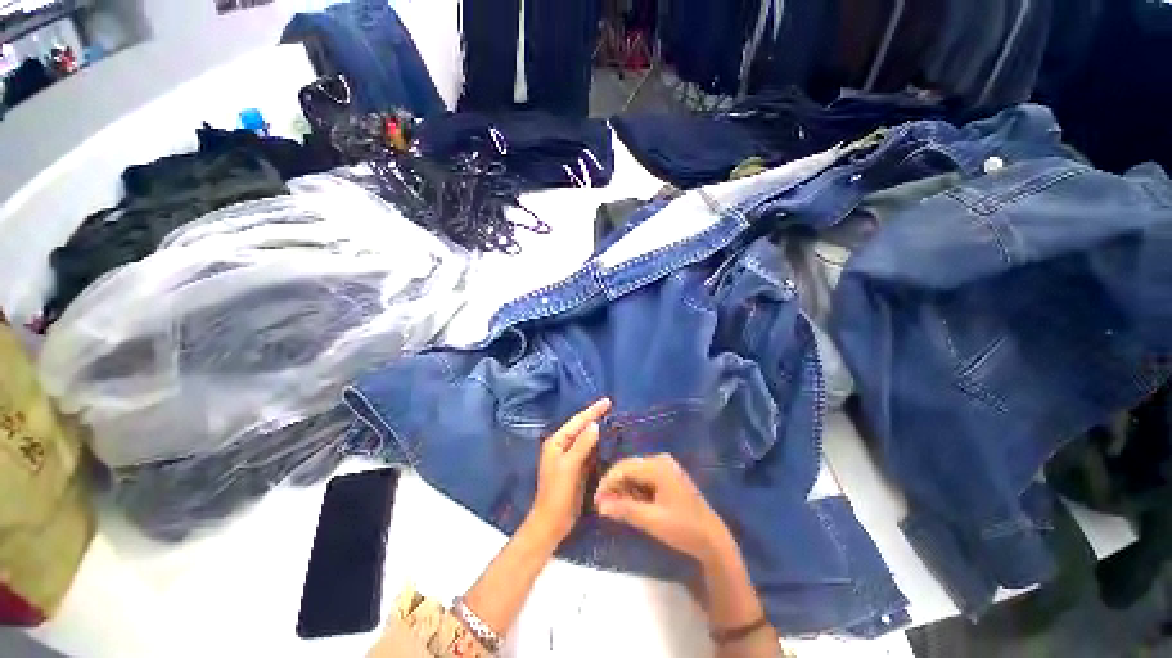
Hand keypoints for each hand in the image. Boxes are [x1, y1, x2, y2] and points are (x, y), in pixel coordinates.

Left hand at [526, 398, 611, 545]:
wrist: (552, 522)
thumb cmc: (558, 493)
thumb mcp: (570, 466)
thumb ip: (582, 444)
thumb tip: (594, 425)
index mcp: (557, 442)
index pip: (577, 421)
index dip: (592, 411)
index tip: (607, 401)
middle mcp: (562, 446)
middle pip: (581, 427)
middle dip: (595, 417)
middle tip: (611, 407)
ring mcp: (569, 457)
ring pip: (586, 438)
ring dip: (597, 429)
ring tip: (612, 419)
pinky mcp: (576, 468)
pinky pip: (589, 451)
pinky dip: (597, 444)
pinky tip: (607, 441)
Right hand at [594, 454, 731, 562]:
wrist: (712, 539)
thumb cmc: (683, 528)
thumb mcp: (651, 520)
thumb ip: (625, 510)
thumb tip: (600, 506)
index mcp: (657, 466)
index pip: (623, 467)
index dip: (607, 482)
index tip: (596, 501)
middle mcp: (660, 460)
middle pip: (629, 467)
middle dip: (614, 485)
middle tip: (602, 506)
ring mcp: (665, 467)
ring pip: (635, 472)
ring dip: (623, 488)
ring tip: (613, 507)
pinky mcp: (668, 476)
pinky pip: (644, 477)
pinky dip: (634, 489)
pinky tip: (629, 503)